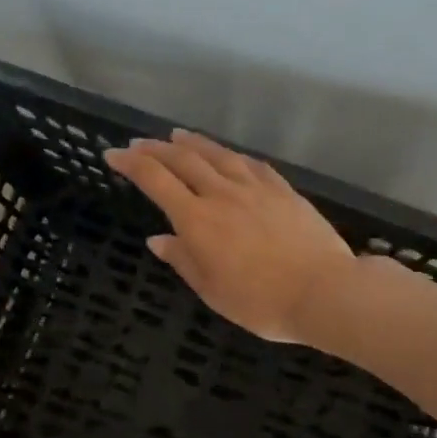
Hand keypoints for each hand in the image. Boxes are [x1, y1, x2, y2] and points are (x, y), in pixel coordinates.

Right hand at [105, 129, 355, 343]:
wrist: (323, 291)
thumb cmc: (261, 302)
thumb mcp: (212, 291)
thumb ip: (183, 260)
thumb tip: (157, 239)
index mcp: (197, 220)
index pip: (155, 180)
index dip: (131, 164)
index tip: (113, 155)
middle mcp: (222, 194)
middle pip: (183, 160)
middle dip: (155, 149)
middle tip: (139, 144)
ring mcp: (255, 188)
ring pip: (217, 155)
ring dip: (192, 143)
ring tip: (176, 135)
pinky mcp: (282, 190)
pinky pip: (251, 164)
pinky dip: (231, 155)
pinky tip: (228, 155)